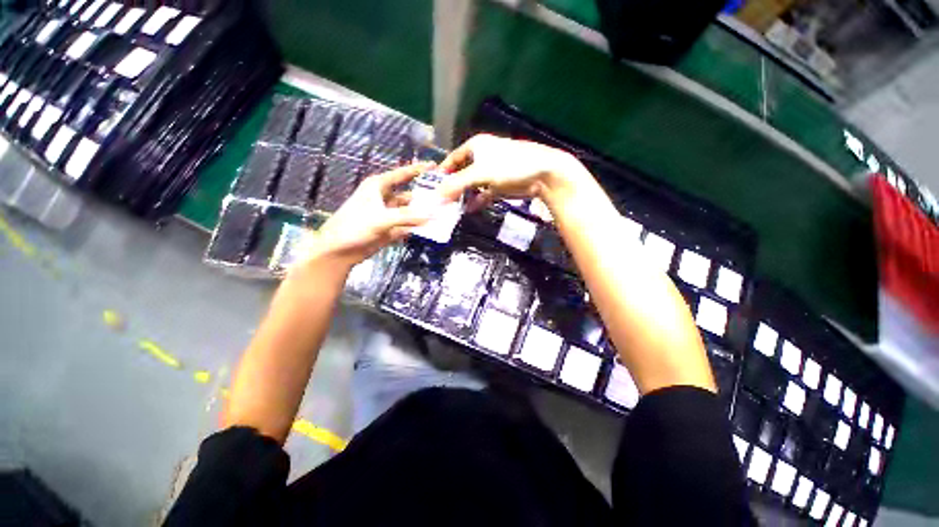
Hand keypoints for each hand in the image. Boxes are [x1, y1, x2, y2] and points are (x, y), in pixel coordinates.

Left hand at [298, 162, 438, 269]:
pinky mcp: (390, 229)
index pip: (402, 174)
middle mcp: (385, 198)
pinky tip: (431, 229)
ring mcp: (388, 215)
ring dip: (423, 214)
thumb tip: (432, 216)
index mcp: (378, 187)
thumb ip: (407, 217)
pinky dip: (417, 227)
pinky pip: (408, 226)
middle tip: (445, 199)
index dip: (418, 169)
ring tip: (442, 215)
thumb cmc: (354, 226)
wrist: (338, 250)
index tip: (435, 166)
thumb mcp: (380, 219)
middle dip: (425, 197)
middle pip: (409, 195)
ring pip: (410, 212)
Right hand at [438, 134, 588, 208]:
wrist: (542, 174)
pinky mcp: (501, 185)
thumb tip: (436, 197)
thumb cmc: (509, 166)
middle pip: (462, 172)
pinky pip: (484, 193)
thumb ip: (457, 185)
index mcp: (476, 146)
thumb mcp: (480, 173)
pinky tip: (469, 210)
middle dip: (453, 186)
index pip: (453, 158)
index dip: (443, 170)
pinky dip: (477, 201)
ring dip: (464, 195)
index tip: (433, 185)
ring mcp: (493, 172)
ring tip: (452, 208)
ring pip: (473, 184)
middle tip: (441, 200)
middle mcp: (483, 157)